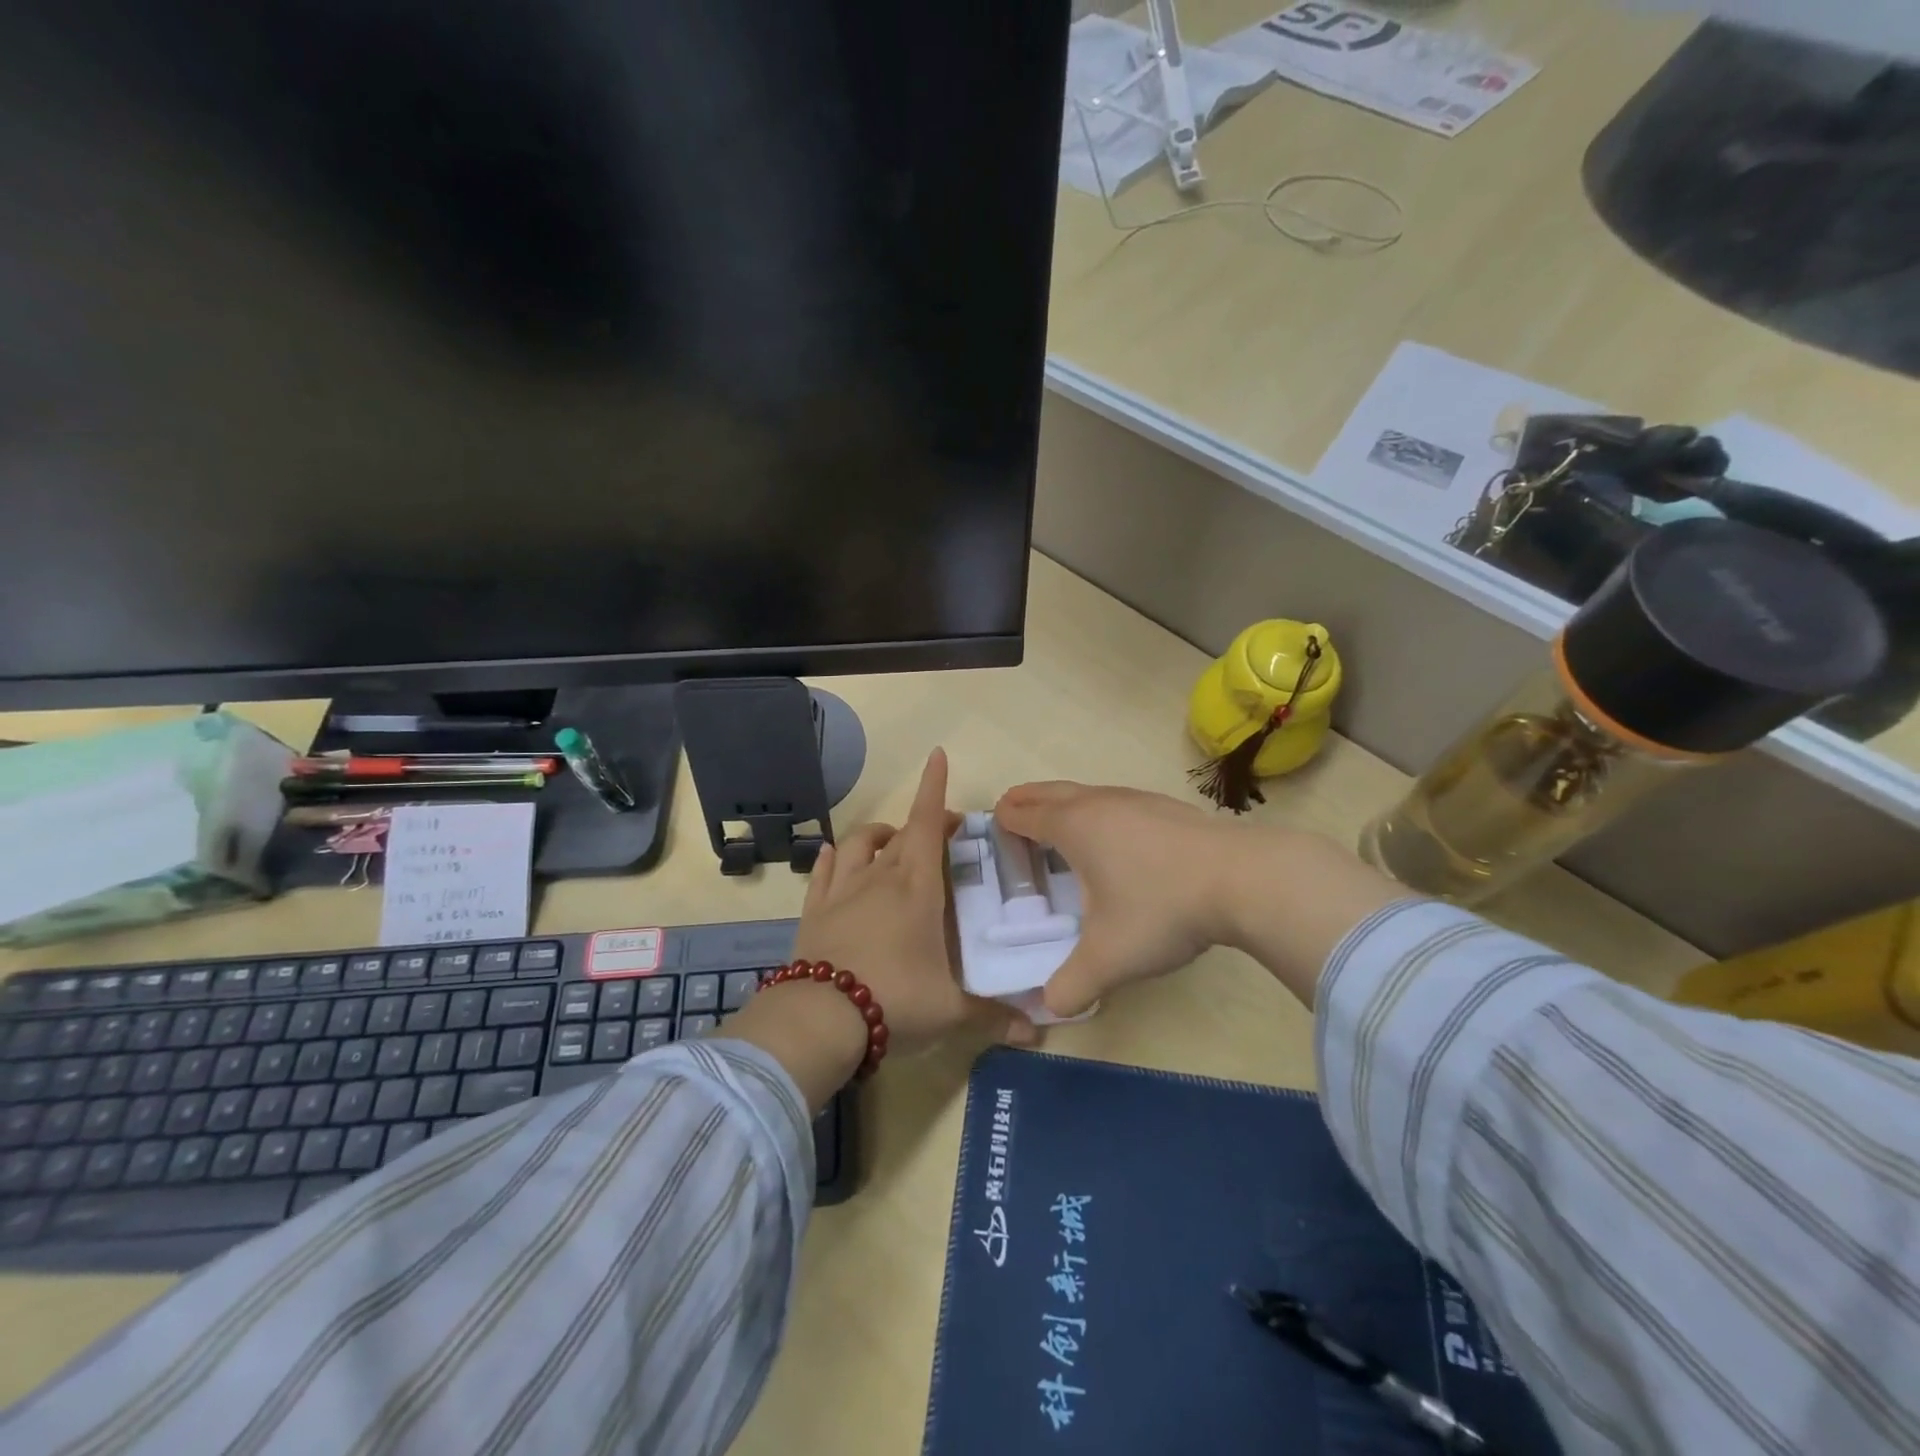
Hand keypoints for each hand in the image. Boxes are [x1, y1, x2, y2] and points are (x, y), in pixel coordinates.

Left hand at [793, 748, 1033, 1058]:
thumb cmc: (895, 1001)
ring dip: (881, 834)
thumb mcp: (951, 1012)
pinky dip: (835, 856)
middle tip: (948, 831)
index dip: (933, 787)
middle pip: (904, 833)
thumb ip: (994, 1016)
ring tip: (893, 841)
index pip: (929, 823)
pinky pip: (825, 869)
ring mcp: (843, 890)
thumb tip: (1038, 1033)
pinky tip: (838, 856)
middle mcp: (880, 877)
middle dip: (927, 822)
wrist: (821, 1018)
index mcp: (917, 888)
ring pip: (860, 842)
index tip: (937, 756)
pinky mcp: (815, 908)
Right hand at [993, 782, 1241, 1017]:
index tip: (992, 828)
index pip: (1025, 814)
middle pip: (1049, 792)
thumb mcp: (1109, 958)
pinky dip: (1098, 811)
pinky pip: (1115, 801)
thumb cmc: (1160, 908)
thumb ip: (1072, 986)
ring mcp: (1136, 800)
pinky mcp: (1166, 807)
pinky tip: (1115, 836)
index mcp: (1073, 827)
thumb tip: (1048, 1008)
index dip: (1005, 821)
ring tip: (1058, 824)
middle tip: (1010, 810)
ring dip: (1063, 803)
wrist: (1242, 879)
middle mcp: (1098, 803)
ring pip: (1085, 792)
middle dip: (1026, 800)